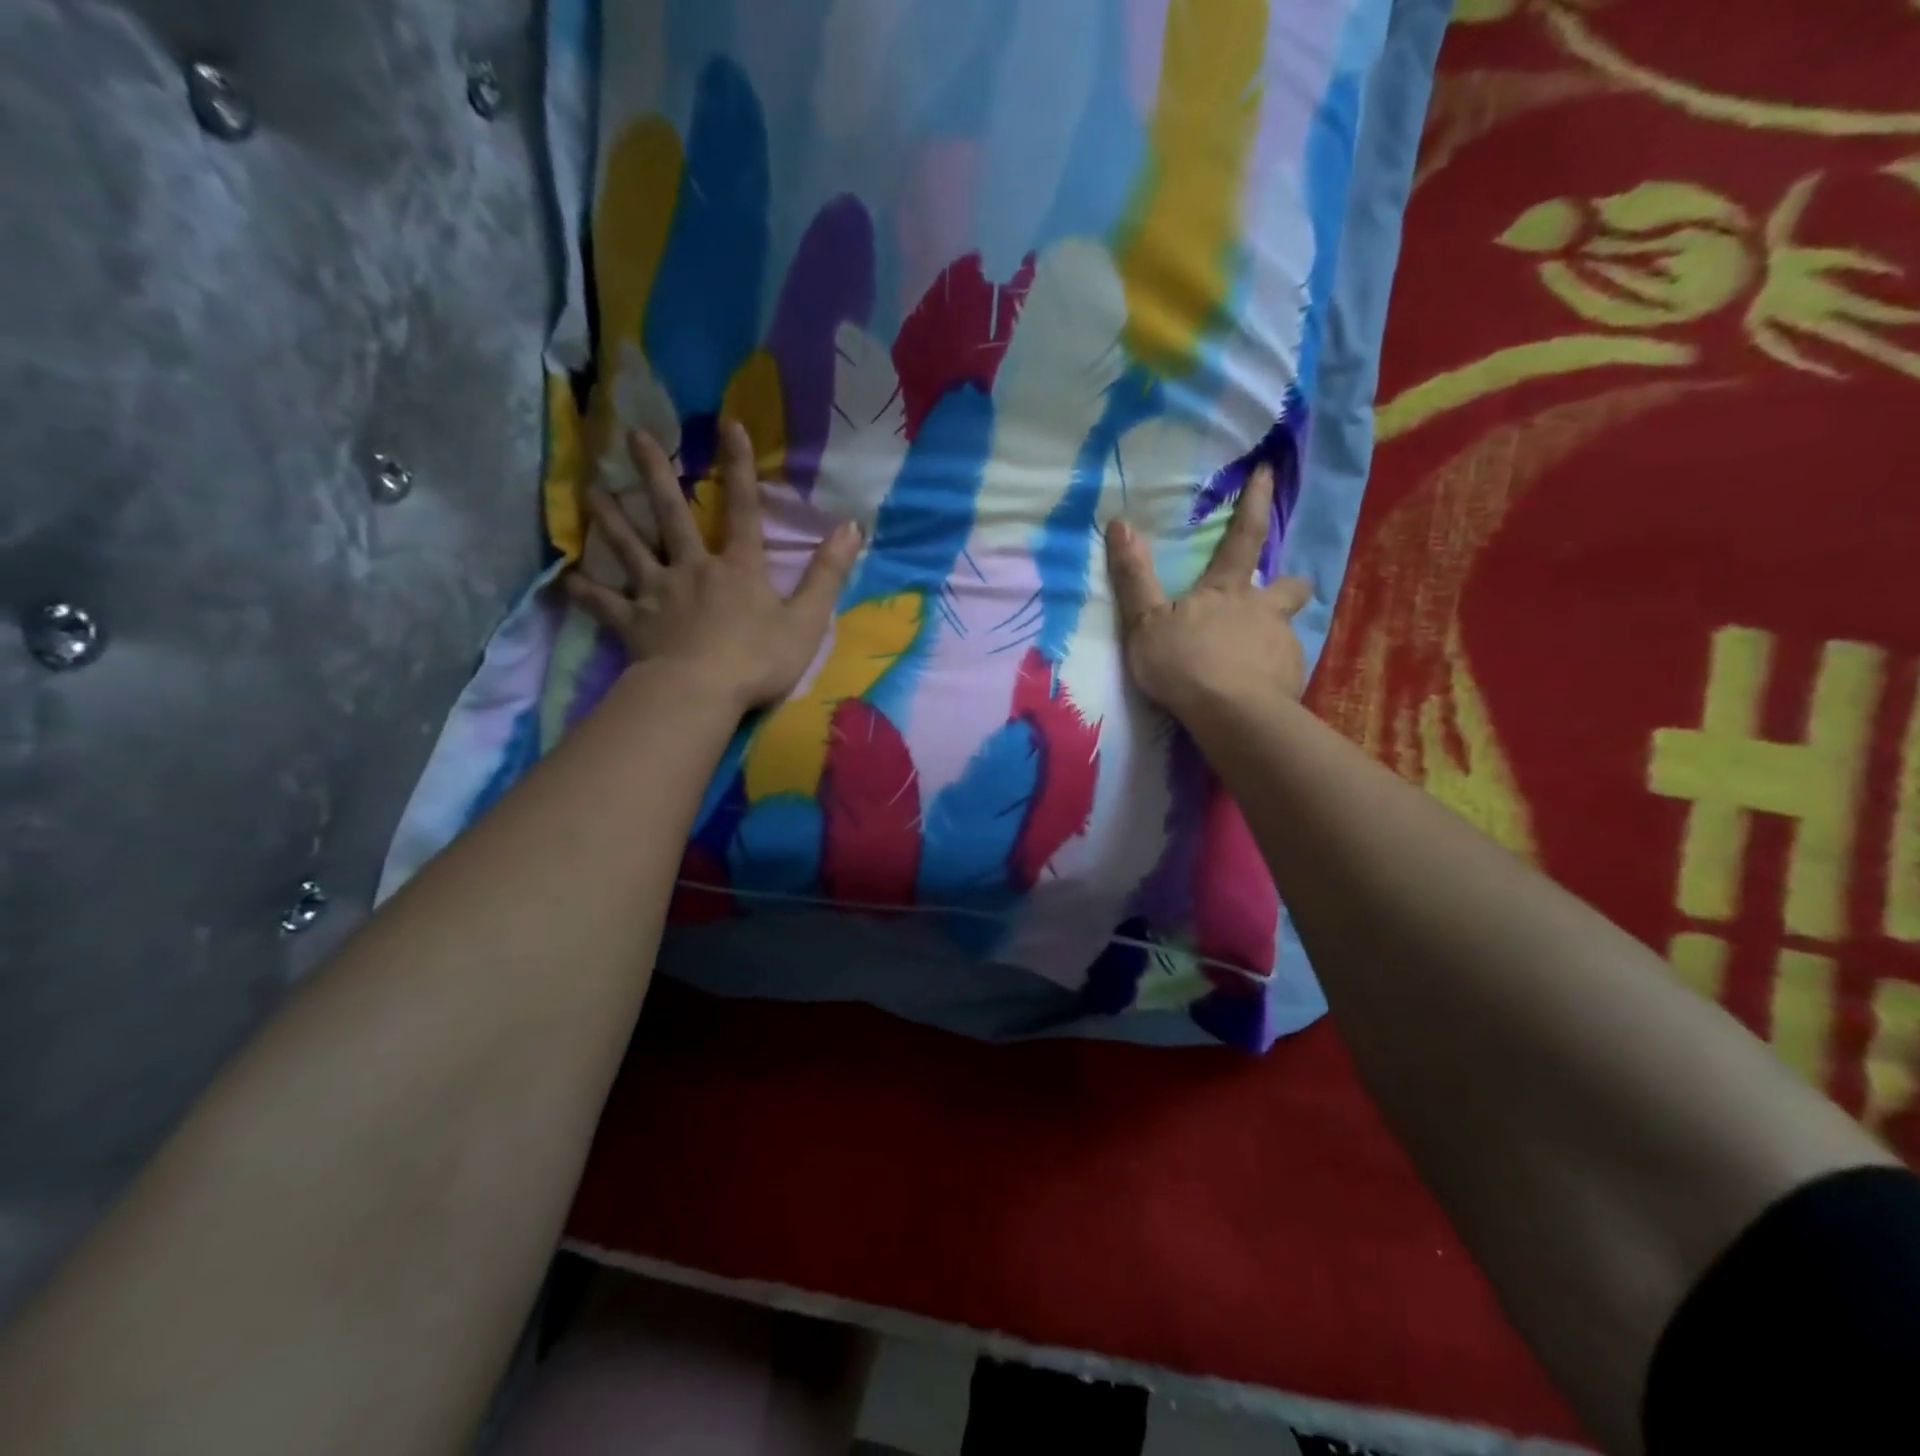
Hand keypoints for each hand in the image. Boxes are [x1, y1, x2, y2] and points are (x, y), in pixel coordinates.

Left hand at [565, 421, 862, 713]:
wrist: (701, 693)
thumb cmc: (758, 660)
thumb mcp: (806, 619)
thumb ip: (828, 574)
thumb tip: (851, 526)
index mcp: (738, 569)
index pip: (743, 509)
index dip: (739, 468)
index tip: (728, 425)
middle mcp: (694, 569)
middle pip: (672, 515)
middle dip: (655, 474)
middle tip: (634, 436)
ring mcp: (658, 594)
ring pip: (630, 548)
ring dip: (611, 519)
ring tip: (592, 490)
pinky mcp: (633, 623)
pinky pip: (604, 604)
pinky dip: (586, 592)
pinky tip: (566, 580)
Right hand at [1104, 464, 1311, 722]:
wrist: (1231, 716)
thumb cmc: (1184, 664)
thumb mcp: (1146, 622)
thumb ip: (1134, 577)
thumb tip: (1119, 523)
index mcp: (1228, 591)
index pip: (1243, 536)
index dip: (1254, 503)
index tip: (1268, 472)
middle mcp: (1264, 610)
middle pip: (1289, 586)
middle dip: (1287, 585)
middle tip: (1276, 598)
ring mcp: (1283, 645)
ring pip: (1285, 631)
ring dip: (1271, 638)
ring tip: (1249, 663)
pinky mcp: (1294, 680)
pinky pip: (1284, 670)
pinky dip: (1271, 676)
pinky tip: (1254, 692)